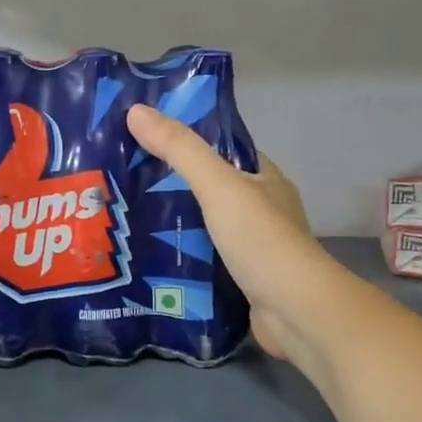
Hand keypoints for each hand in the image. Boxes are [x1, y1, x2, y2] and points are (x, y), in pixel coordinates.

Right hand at [125, 104, 328, 361]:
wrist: (294, 310)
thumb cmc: (261, 240)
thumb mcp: (218, 186)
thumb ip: (180, 150)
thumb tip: (136, 110)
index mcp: (265, 179)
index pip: (223, 152)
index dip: (188, 144)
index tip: (146, 142)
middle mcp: (263, 210)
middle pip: (212, 191)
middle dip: (174, 189)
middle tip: (127, 186)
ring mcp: (256, 248)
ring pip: (208, 229)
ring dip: (176, 227)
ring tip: (129, 222)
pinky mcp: (245, 280)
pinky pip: (207, 262)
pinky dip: (184, 260)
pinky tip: (151, 260)